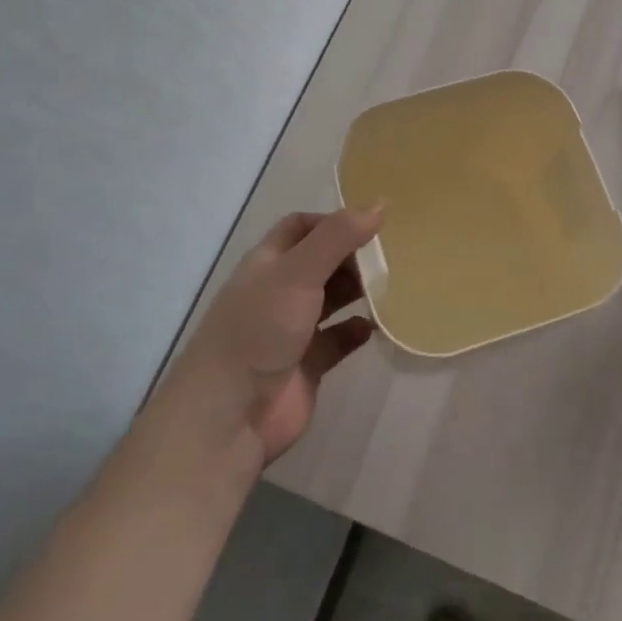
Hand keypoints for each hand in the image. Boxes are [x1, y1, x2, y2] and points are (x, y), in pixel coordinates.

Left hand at [172, 207, 381, 465]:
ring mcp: (292, 330)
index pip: (301, 228)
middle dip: (352, 256)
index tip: (370, 224)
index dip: (332, 221)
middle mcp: (278, 292)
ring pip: (331, 300)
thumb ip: (339, 237)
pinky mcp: (307, 365)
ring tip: (392, 286)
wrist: (229, 417)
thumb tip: (381, 203)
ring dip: (359, 292)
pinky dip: (356, 331)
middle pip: (321, 262)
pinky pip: (338, 340)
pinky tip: (375, 327)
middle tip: (391, 255)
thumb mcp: (299, 272)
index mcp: (268, 264)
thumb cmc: (259, 330)